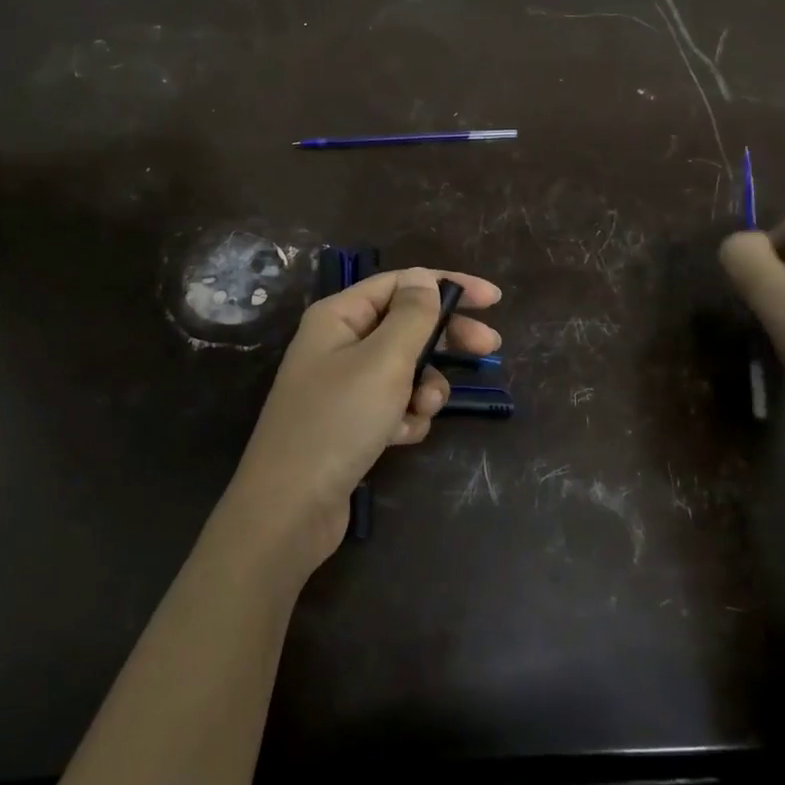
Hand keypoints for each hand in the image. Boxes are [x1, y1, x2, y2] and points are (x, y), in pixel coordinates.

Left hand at [227, 266, 501, 564]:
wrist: (291, 507)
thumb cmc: (338, 421)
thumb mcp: (383, 361)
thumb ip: (411, 315)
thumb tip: (423, 277)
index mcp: (338, 316)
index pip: (401, 283)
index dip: (448, 285)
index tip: (494, 300)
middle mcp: (338, 343)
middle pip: (406, 326)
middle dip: (446, 340)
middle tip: (489, 350)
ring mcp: (343, 385)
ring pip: (404, 370)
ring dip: (424, 388)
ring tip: (422, 410)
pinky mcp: (350, 422)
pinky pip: (393, 405)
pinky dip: (404, 418)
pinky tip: (399, 438)